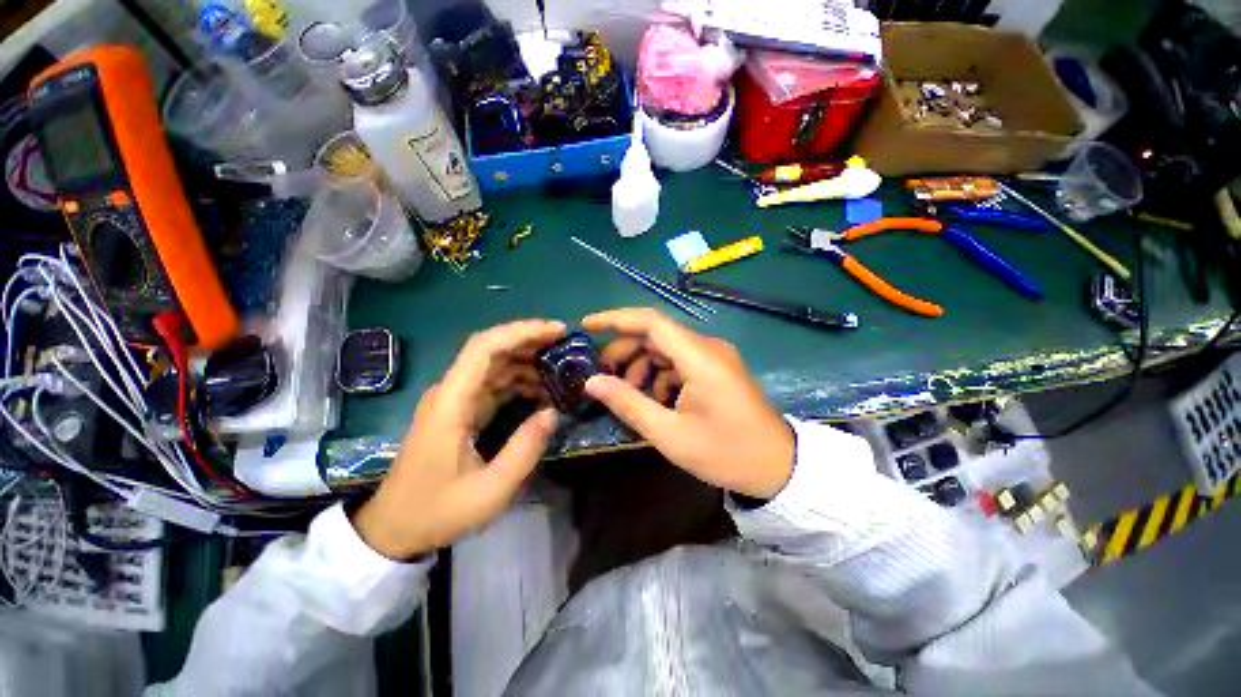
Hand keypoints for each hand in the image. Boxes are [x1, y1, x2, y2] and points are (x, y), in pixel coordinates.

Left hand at [352, 320, 565, 559]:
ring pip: (495, 365)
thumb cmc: (437, 511)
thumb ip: (525, 449)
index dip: (522, 332)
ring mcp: (455, 400)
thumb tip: (554, 412)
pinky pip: (494, 384)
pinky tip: (542, 390)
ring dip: (528, 361)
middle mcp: (451, 392)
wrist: (394, 529)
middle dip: (530, 341)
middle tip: (566, 345)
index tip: (556, 331)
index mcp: (452, 403)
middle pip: (491, 349)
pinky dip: (520, 381)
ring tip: (561, 368)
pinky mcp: (461, 411)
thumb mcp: (490, 490)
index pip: (485, 348)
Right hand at [582, 309, 793, 498]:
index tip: (587, 326)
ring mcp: (715, 357)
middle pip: (656, 334)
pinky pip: (680, 361)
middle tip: (604, 376)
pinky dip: (660, 375)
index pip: (651, 322)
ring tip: (630, 394)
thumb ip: (629, 404)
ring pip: (666, 348)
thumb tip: (592, 382)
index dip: (616, 319)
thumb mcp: (671, 434)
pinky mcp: (717, 369)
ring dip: (642, 366)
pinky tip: (656, 400)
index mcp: (700, 357)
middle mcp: (708, 347)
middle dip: (625, 351)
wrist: (779, 467)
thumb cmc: (726, 453)